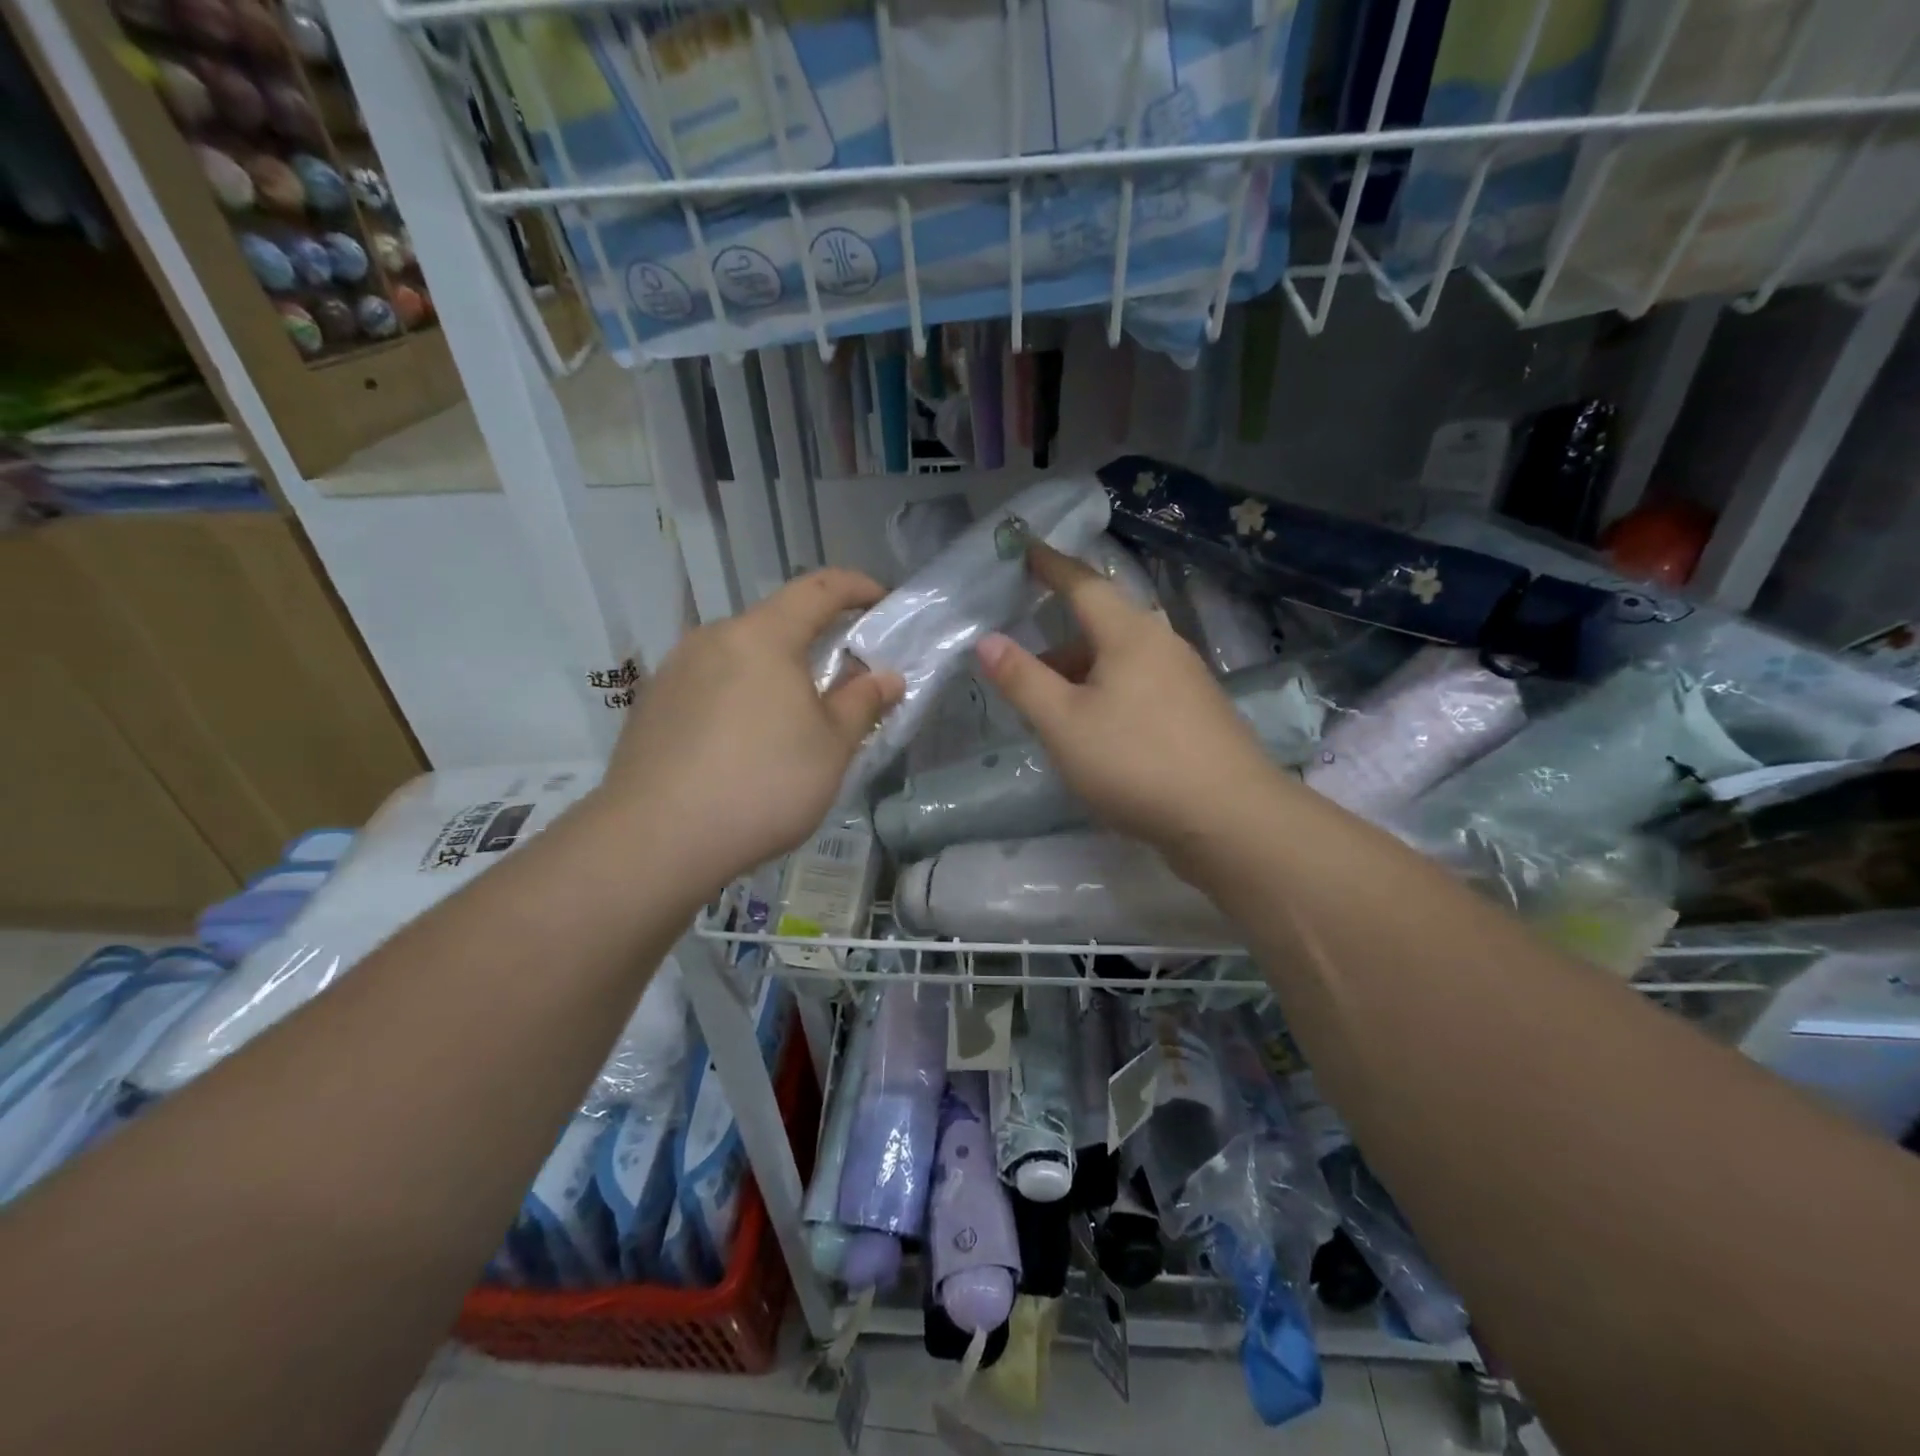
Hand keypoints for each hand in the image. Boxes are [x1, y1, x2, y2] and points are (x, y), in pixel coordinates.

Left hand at [598, 570, 904, 897]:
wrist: (655, 840)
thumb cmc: (762, 785)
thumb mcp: (831, 748)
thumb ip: (862, 703)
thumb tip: (887, 676)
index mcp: (762, 636)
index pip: (819, 589)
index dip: (856, 587)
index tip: (882, 602)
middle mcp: (713, 639)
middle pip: (775, 623)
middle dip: (814, 642)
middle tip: (841, 682)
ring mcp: (675, 670)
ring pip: (739, 657)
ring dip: (774, 673)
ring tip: (790, 721)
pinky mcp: (651, 705)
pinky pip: (710, 685)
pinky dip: (739, 697)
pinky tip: (742, 746)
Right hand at [975, 544, 1281, 864]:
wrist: (1230, 818)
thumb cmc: (1136, 762)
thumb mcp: (1063, 724)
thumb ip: (1023, 680)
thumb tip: (987, 640)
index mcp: (1130, 634)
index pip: (1083, 584)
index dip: (1051, 566)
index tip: (1026, 549)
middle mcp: (1162, 645)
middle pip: (1102, 626)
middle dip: (1060, 642)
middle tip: (1023, 668)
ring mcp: (1186, 680)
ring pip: (1121, 662)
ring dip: (1082, 675)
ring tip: (1052, 710)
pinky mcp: (1197, 714)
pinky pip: (1140, 687)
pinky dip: (1108, 695)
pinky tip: (1097, 734)